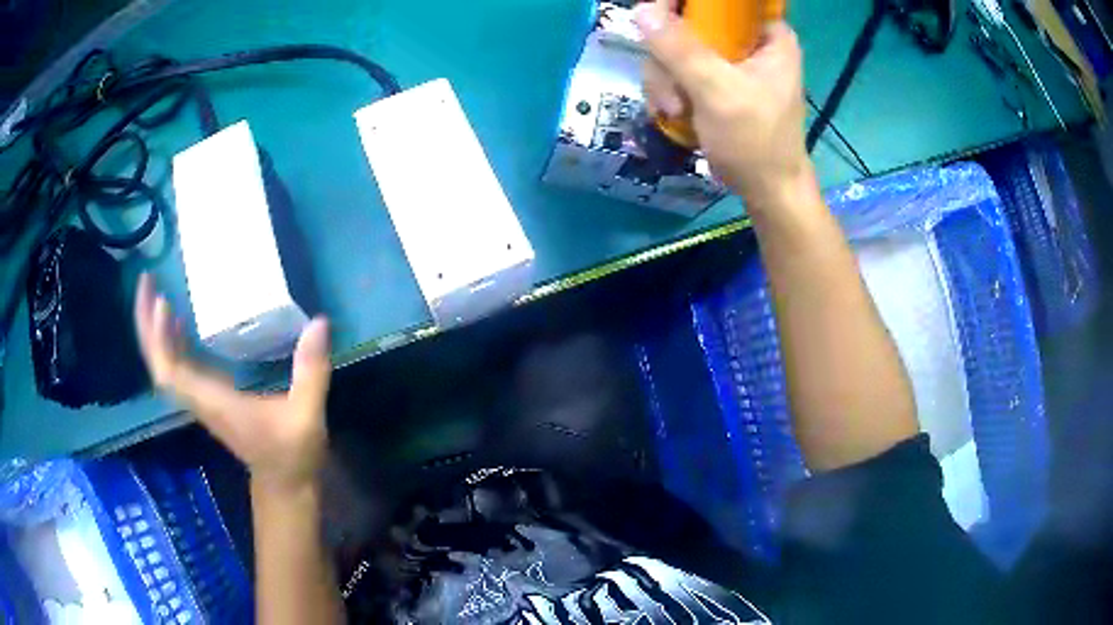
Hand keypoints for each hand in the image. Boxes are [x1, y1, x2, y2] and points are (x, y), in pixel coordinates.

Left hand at [134, 274, 332, 491]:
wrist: (283, 484)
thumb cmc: (292, 454)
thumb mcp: (306, 415)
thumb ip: (311, 371)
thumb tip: (319, 323)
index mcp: (215, 403)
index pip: (173, 374)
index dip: (161, 341)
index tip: (162, 303)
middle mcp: (200, 399)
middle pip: (159, 365)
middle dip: (146, 326)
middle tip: (147, 281)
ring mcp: (201, 399)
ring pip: (164, 365)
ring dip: (154, 331)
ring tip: (154, 292)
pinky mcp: (207, 396)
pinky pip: (177, 367)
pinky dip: (169, 342)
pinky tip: (177, 320)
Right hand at [635, 0, 809, 207]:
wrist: (766, 191)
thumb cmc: (755, 142)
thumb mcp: (718, 92)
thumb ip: (681, 50)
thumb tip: (643, 11)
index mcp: (767, 34)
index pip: (723, 2)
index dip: (686, 5)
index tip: (659, 22)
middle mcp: (749, 41)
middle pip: (690, 22)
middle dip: (669, 57)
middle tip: (672, 90)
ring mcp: (730, 62)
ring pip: (677, 48)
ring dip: (665, 79)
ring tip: (674, 110)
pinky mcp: (715, 81)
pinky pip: (678, 69)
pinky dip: (669, 90)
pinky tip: (673, 113)